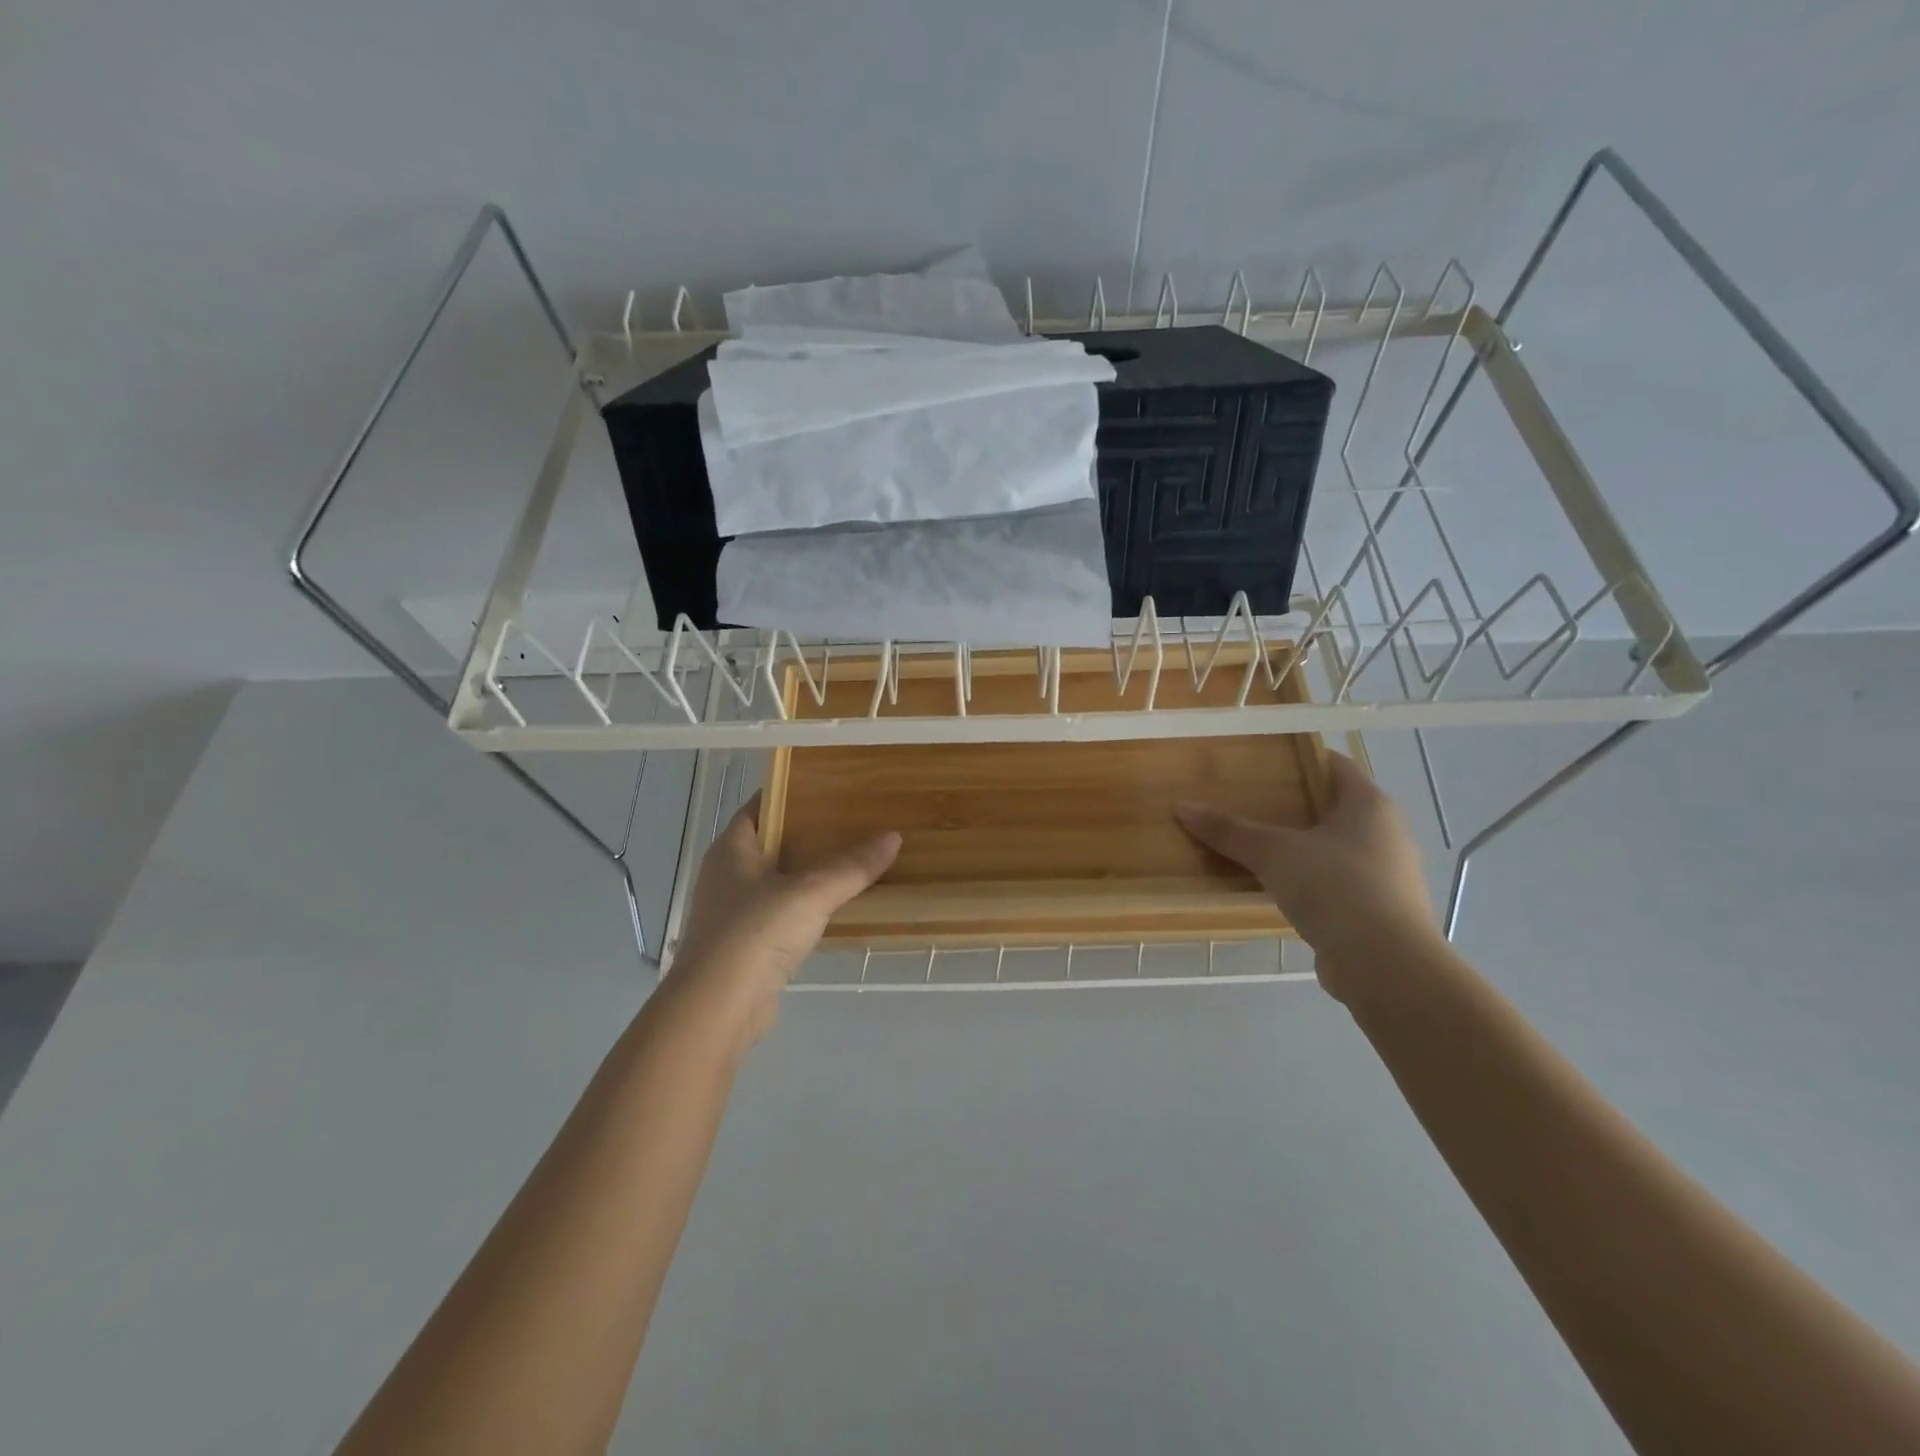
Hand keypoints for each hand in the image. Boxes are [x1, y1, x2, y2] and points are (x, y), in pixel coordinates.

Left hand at [664, 795, 900, 1051]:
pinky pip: (779, 914)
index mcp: (731, 849)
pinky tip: (833, 908)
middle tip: (850, 822)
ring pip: (775, 881)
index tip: (827, 787)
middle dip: (806, 834)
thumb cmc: (756, 933)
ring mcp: (732, 912)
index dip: (788, 794)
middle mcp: (726, 875)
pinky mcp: (744, 946)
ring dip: (806, 873)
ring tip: (850, 861)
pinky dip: (804, 908)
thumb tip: (893, 837)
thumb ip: (852, 866)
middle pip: (769, 843)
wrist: (719, 1007)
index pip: (758, 806)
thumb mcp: (811, 892)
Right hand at [1175, 752, 1439, 1004]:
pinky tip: (1276, 888)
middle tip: (1248, 803)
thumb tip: (1181, 806)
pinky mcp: (1378, 911)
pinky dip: (1309, 880)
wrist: (1385, 966)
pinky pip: (1337, 882)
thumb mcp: (1273, 854)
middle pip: (1333, 807)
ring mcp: (1386, 875)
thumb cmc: (1335, 888)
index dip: (1299, 759)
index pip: (1335, 765)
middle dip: (1292, 805)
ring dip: (1300, 846)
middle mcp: (1386, 833)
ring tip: (1255, 845)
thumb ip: (1229, 830)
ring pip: (1334, 847)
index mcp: (1370, 804)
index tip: (1262, 762)